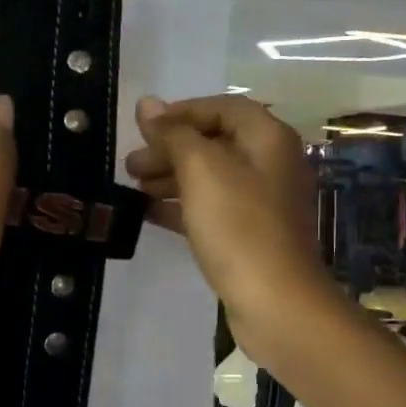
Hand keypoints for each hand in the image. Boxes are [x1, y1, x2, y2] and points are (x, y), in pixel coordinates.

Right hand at [122, 94, 336, 359]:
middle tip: (130, 165)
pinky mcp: (249, 234)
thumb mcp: (201, 170)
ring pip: (209, 177)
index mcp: (268, 138)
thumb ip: (173, 134)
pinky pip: (210, 208)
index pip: (222, 107)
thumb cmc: (238, 226)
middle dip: (170, 149)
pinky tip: (147, 212)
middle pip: (214, 142)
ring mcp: (261, 202)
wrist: (275, 302)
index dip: (180, 112)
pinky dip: (180, 205)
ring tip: (133, 187)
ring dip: (170, 177)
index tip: (143, 129)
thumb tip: (147, 104)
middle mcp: (270, 164)